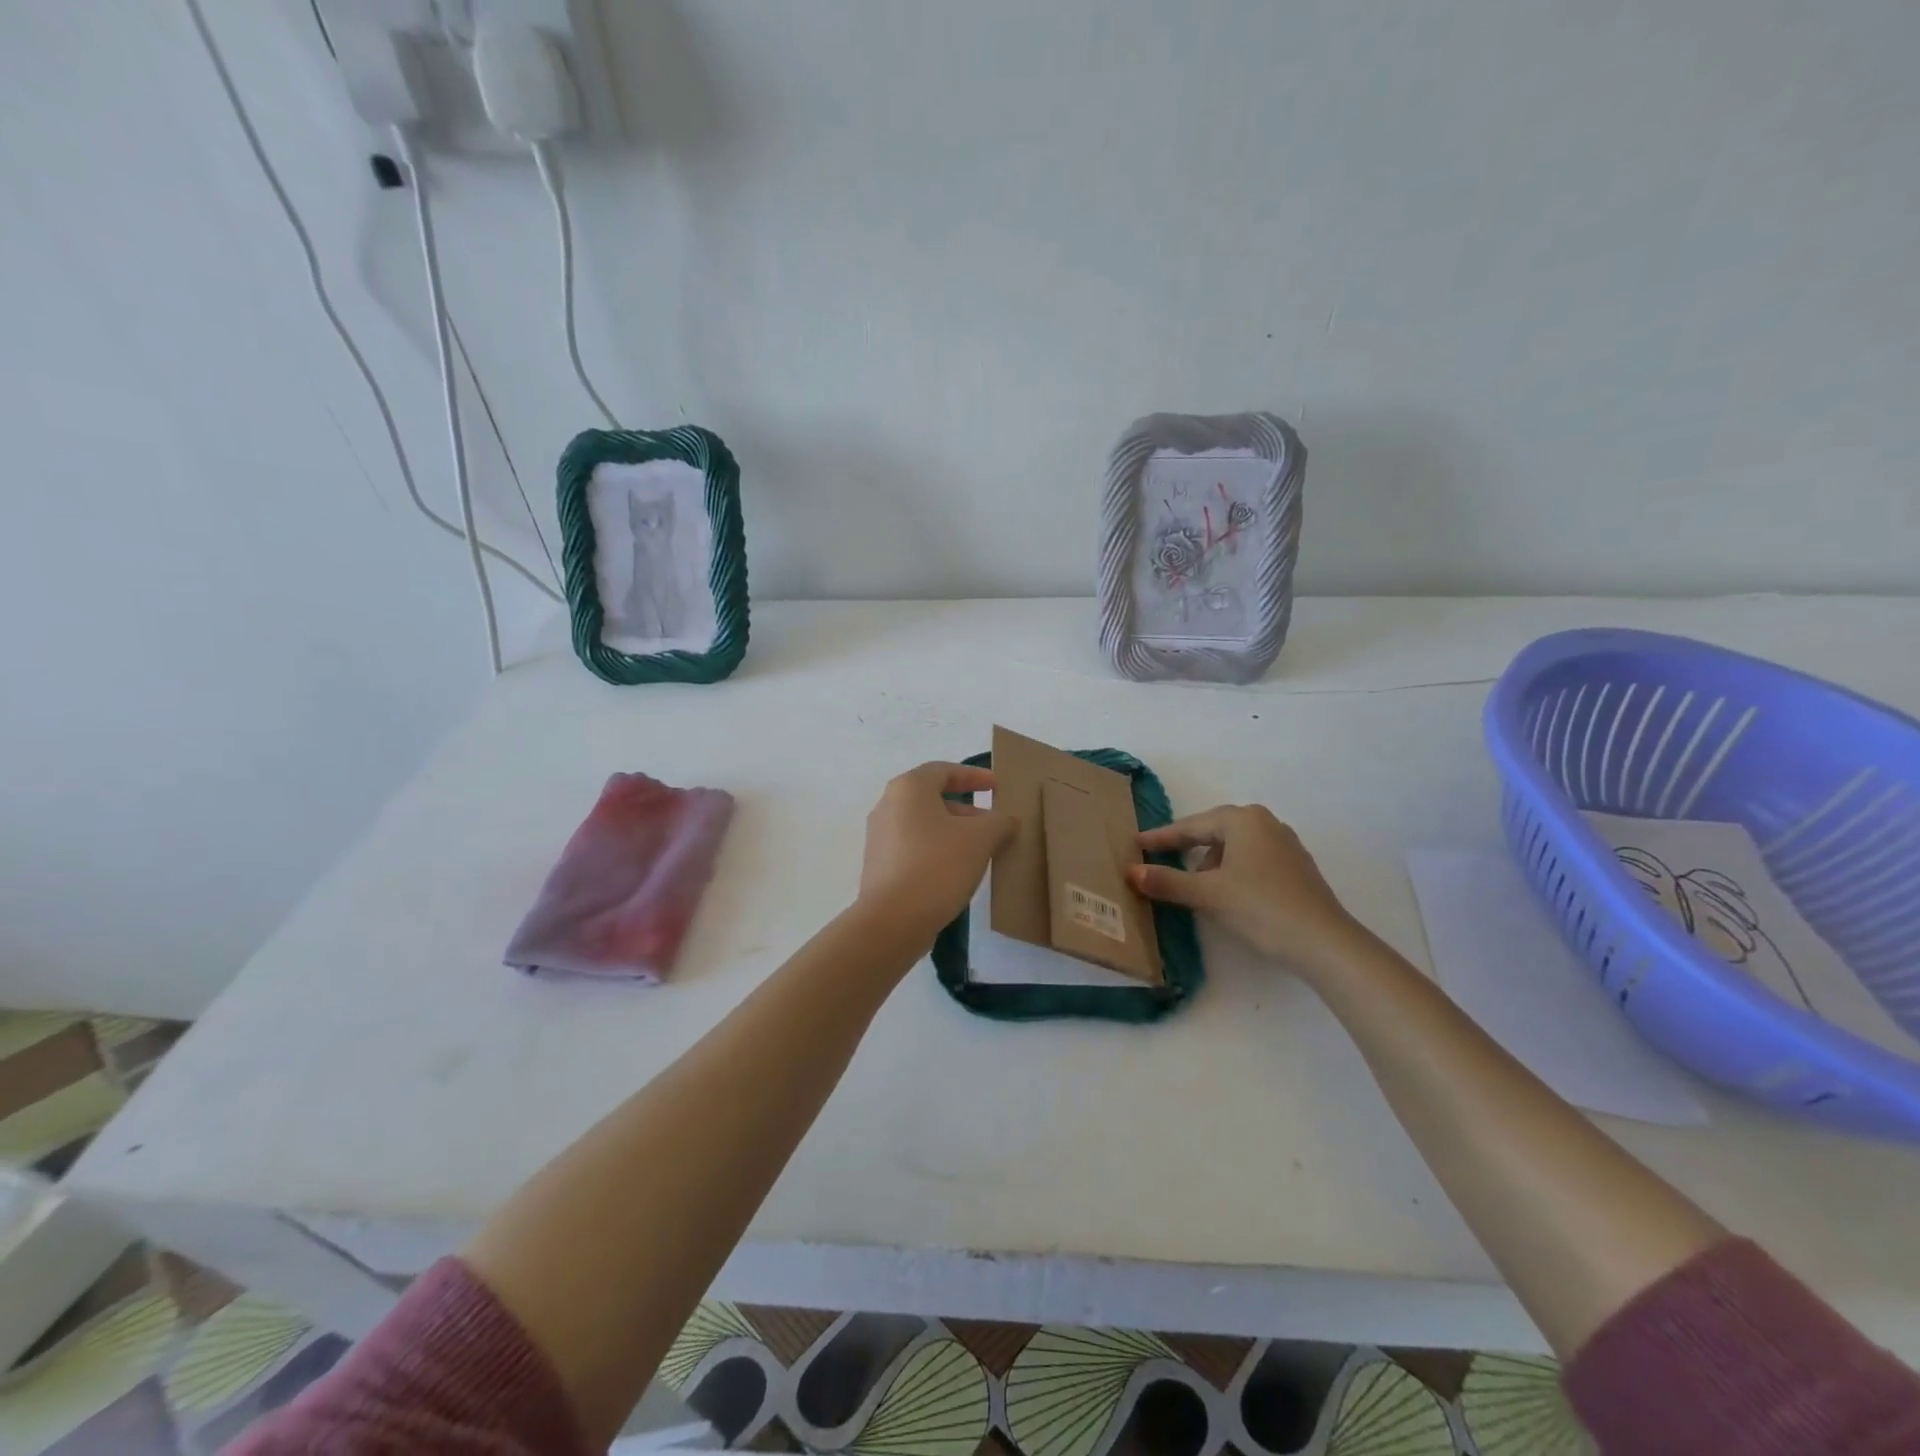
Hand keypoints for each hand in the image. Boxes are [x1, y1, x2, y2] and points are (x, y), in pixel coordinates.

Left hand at [858, 762, 1016, 943]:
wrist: (892, 921)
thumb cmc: (937, 866)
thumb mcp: (980, 839)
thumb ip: (999, 822)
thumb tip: (1007, 820)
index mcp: (909, 789)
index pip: (944, 770)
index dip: (973, 776)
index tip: (997, 786)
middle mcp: (888, 805)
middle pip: (932, 797)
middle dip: (967, 808)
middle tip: (994, 823)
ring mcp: (880, 836)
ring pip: (924, 823)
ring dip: (953, 831)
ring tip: (981, 849)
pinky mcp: (879, 864)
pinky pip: (913, 846)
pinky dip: (937, 849)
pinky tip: (957, 870)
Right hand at [1128, 805, 1360, 974]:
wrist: (1324, 943)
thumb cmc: (1260, 908)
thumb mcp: (1208, 894)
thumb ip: (1167, 881)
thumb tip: (1131, 872)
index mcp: (1243, 820)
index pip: (1191, 826)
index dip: (1161, 838)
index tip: (1136, 843)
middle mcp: (1266, 823)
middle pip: (1214, 831)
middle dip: (1186, 846)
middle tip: (1158, 857)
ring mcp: (1285, 845)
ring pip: (1234, 847)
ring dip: (1210, 861)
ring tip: (1193, 883)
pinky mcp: (1296, 868)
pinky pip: (1252, 860)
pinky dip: (1232, 871)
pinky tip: (1226, 893)